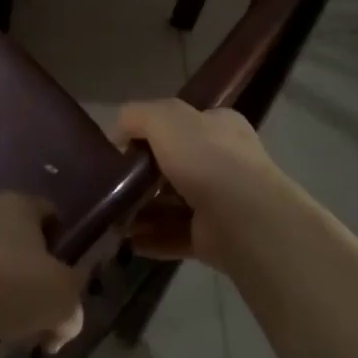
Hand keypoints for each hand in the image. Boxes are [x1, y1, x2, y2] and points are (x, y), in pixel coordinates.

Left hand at [0, 193, 85, 355]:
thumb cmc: (2, 282)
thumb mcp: (58, 296)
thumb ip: (72, 303)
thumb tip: (67, 318)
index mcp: (19, 204)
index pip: (50, 214)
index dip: (63, 246)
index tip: (66, 283)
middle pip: (19, 243)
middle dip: (31, 280)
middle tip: (41, 318)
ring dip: (1, 296)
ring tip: (8, 332)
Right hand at [114, 100, 286, 270]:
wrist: (245, 219)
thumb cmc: (206, 158)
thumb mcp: (164, 118)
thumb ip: (137, 115)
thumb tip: (118, 131)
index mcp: (219, 126)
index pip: (183, 123)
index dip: (152, 132)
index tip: (125, 147)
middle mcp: (224, 161)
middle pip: (175, 165)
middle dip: (143, 176)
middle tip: (113, 184)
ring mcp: (221, 202)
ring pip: (173, 203)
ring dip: (143, 210)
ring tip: (113, 217)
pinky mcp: (214, 239)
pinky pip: (175, 236)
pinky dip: (152, 238)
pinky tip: (127, 242)